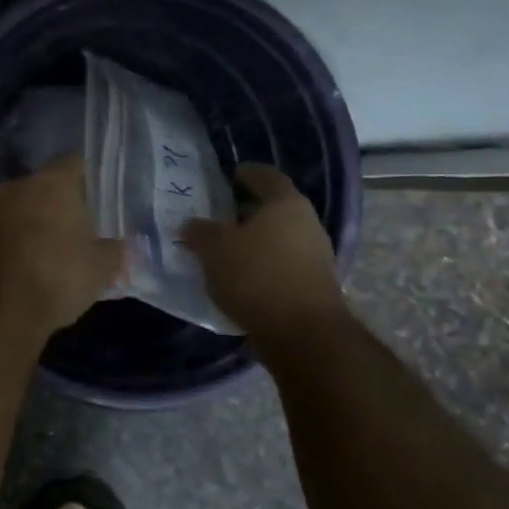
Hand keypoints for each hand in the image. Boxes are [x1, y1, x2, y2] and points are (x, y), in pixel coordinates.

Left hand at [0, 154, 123, 331]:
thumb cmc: (57, 275)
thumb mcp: (100, 269)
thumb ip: (115, 252)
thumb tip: (124, 246)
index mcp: (53, 182)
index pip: (74, 163)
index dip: (87, 180)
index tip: (96, 200)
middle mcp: (18, 185)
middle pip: (44, 186)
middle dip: (57, 205)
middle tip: (75, 231)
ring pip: (18, 208)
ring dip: (30, 223)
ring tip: (47, 252)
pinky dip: (10, 242)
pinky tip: (21, 266)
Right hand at [183, 163, 346, 338]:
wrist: (304, 335)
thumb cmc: (257, 277)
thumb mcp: (215, 250)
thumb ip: (200, 232)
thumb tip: (192, 224)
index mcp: (285, 203)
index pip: (264, 175)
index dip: (242, 174)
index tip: (223, 179)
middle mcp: (307, 222)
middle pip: (274, 207)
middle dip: (245, 210)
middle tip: (217, 216)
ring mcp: (317, 255)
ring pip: (279, 237)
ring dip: (255, 240)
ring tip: (225, 250)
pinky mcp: (316, 284)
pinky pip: (284, 263)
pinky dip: (263, 265)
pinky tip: (242, 278)